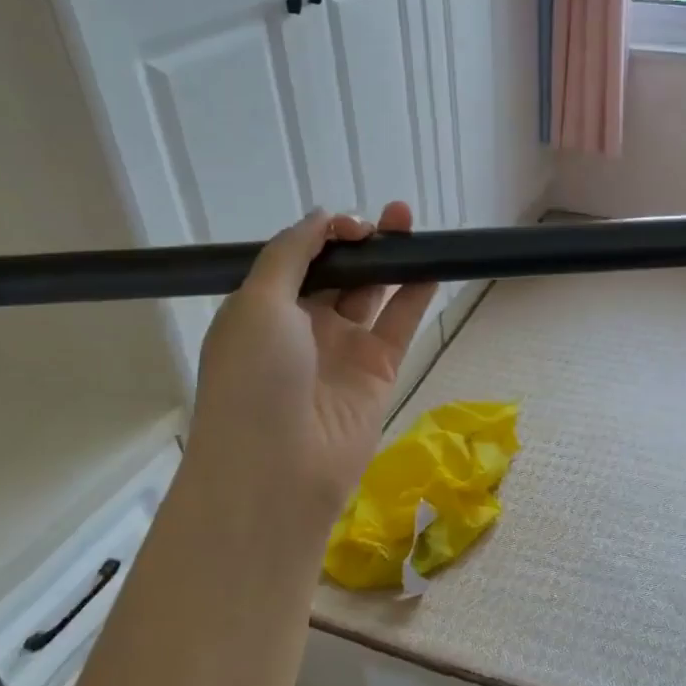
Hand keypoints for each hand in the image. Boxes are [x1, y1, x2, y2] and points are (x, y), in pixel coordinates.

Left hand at [186, 201, 436, 551]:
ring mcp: (342, 350)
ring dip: (392, 262)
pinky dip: (415, 296)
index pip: (299, 259)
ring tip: (414, 228)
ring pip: (372, 294)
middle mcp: (302, 326)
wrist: (278, 468)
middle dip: (363, 243)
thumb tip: (323, 216)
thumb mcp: (257, 303)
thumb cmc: (254, 378)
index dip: (326, 235)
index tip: (354, 224)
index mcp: (263, 309)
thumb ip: (291, 252)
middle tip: (394, 217)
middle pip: (338, 273)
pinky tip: (431, 268)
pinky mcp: (377, 372)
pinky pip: (398, 325)